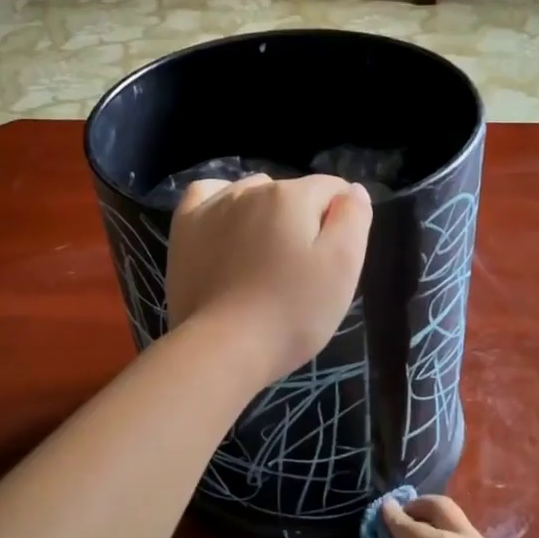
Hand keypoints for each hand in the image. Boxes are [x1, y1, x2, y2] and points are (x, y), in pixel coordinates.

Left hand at [165, 173, 371, 384]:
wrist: (224, 348)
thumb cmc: (292, 312)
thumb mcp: (343, 267)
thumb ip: (353, 219)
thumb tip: (352, 190)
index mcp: (293, 196)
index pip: (333, 190)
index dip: (342, 221)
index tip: (334, 259)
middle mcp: (251, 189)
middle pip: (292, 193)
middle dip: (303, 219)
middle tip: (301, 268)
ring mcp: (213, 206)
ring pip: (252, 193)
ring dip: (265, 214)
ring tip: (265, 257)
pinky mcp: (185, 228)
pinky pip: (207, 194)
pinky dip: (221, 203)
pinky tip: (227, 226)